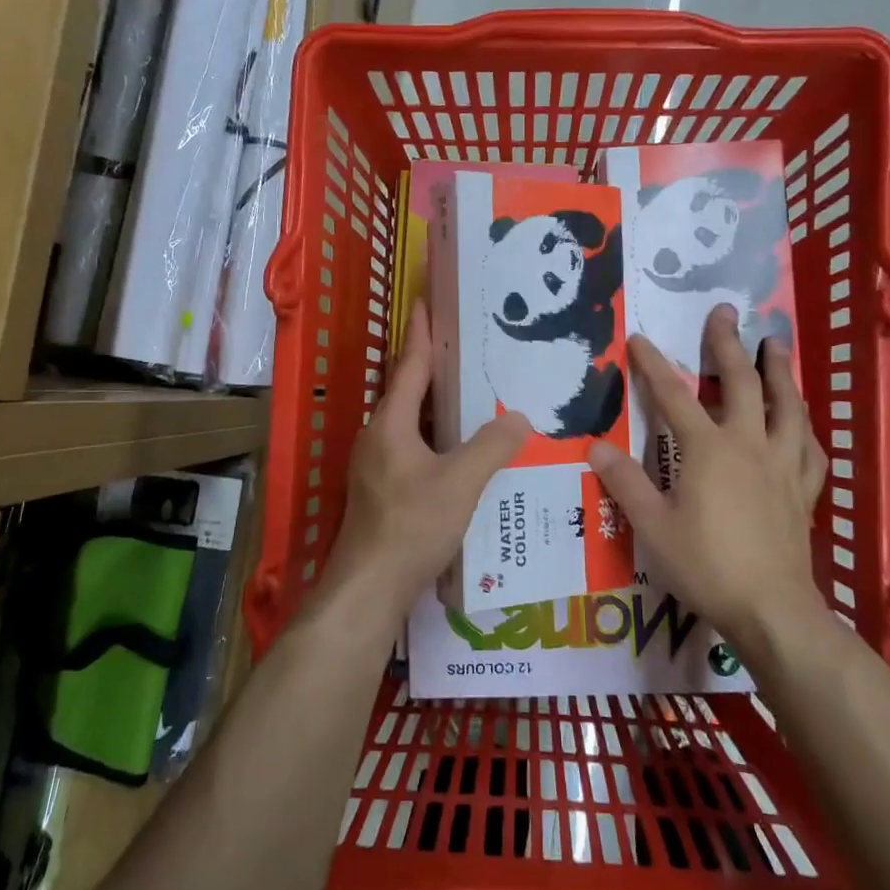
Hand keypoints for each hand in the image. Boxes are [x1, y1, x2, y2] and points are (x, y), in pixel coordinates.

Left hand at [319, 300, 528, 630]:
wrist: (368, 589)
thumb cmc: (410, 526)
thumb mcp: (459, 483)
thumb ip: (491, 447)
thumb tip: (521, 418)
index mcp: (390, 424)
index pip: (411, 365)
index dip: (423, 332)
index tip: (428, 300)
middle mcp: (377, 436)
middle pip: (407, 390)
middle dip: (433, 365)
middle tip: (466, 345)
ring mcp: (376, 464)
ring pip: (410, 421)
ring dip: (436, 403)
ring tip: (472, 392)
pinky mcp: (382, 489)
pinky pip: (413, 446)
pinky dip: (436, 435)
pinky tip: (462, 449)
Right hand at [587, 304, 829, 659]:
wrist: (771, 609)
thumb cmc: (705, 565)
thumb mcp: (652, 526)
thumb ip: (625, 483)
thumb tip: (595, 447)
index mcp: (708, 449)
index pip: (673, 396)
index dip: (653, 365)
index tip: (638, 338)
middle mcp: (749, 445)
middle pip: (741, 383)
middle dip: (729, 345)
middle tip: (726, 312)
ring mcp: (782, 466)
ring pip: (787, 406)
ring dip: (780, 371)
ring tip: (776, 345)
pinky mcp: (803, 491)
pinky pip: (810, 449)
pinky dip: (806, 429)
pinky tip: (803, 424)